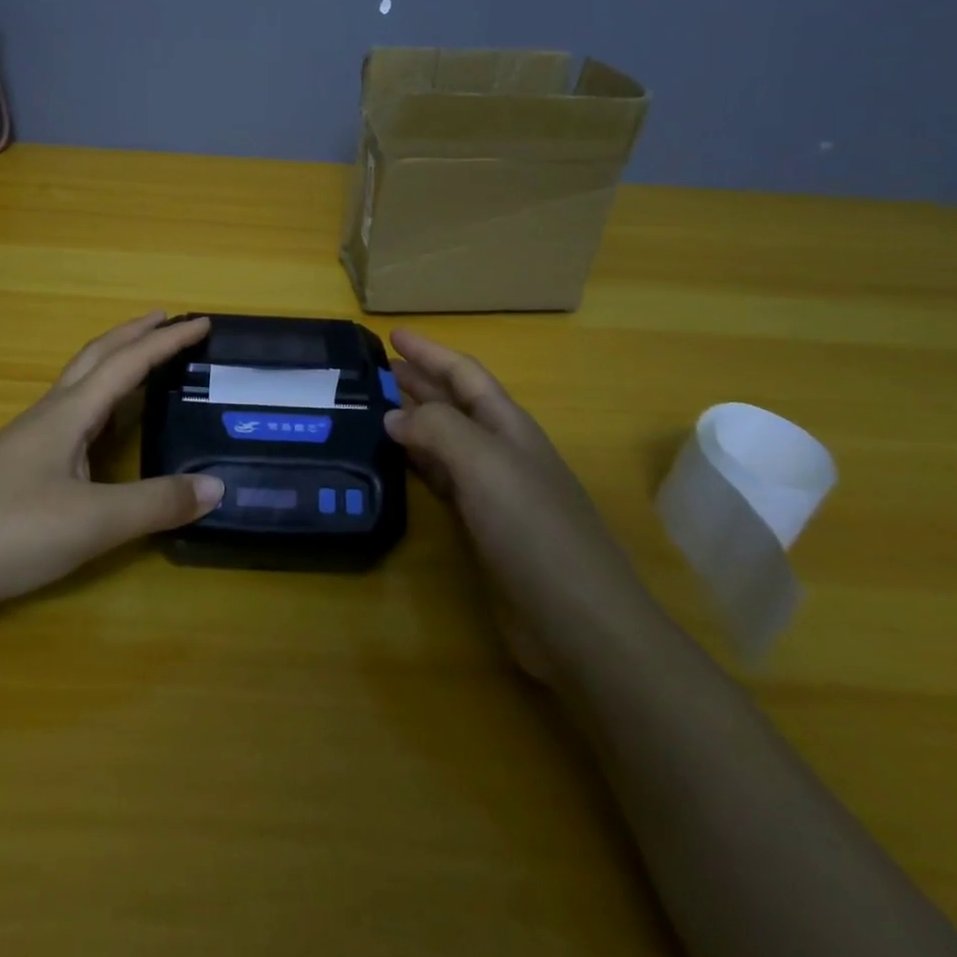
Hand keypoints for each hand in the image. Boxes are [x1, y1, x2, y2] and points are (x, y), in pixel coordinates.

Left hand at [0, 312, 222, 612]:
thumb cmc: (9, 531)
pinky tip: (100, 428)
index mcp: (69, 413)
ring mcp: (29, 439)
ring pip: (79, 384)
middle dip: (134, 335)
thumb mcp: (93, 522)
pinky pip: (69, 413)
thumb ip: (156, 504)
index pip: (128, 363)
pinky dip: (99, 400)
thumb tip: (216, 487)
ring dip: (114, 363)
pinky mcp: (18, 465)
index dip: (167, 341)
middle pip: (96, 357)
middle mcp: (49, 415)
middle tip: (168, 321)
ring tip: (142, 364)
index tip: (202, 322)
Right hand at [383, 328, 654, 676]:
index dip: (429, 352)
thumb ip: (438, 429)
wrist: (580, 623)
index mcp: (508, 426)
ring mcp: (495, 492)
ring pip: (446, 440)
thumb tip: (394, 415)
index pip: (464, 374)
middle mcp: (502, 451)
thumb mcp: (485, 465)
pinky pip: (443, 480)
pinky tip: (398, 462)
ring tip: (376, 407)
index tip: (392, 333)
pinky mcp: (484, 529)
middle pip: (455, 403)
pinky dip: (418, 463)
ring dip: (415, 420)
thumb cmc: (535, 531)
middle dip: (419, 381)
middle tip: (375, 368)